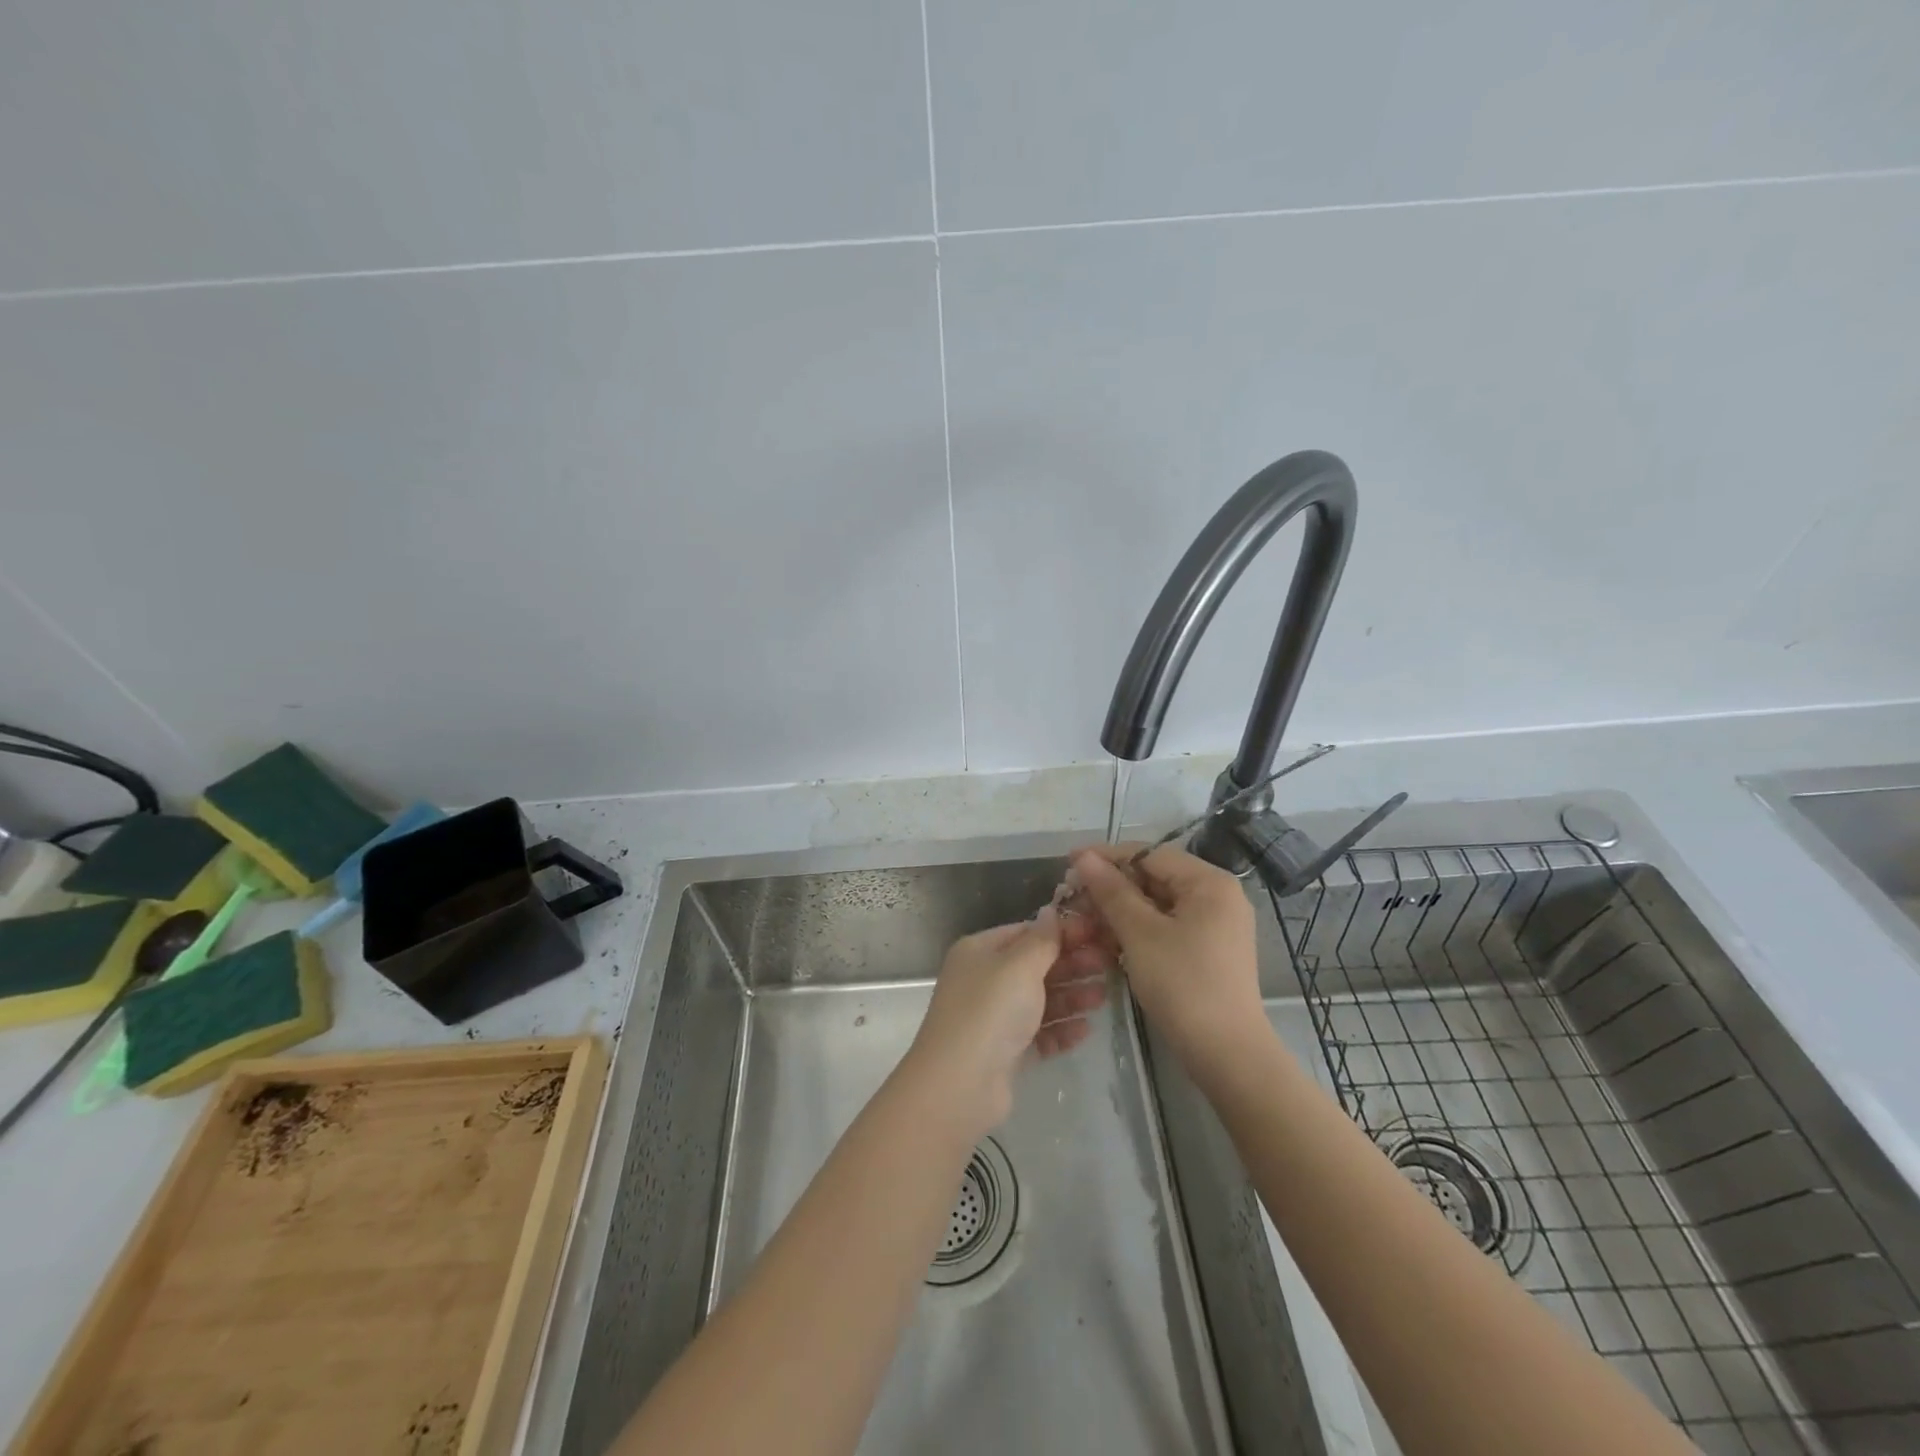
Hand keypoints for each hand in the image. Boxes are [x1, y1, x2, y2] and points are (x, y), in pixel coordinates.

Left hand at [900, 909, 1108, 1138]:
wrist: (960, 1084)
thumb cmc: (990, 1011)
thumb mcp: (1020, 965)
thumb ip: (1042, 939)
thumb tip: (1051, 911)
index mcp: (980, 951)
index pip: (1027, 932)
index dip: (1062, 931)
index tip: (1099, 932)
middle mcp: (985, 980)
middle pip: (1035, 966)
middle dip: (1071, 964)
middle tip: (1109, 964)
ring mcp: (994, 1017)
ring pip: (1039, 1000)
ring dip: (1071, 996)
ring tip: (1103, 997)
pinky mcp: (1004, 1052)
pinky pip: (1038, 1034)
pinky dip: (1060, 1030)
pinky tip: (1085, 1030)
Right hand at [1067, 844, 1264, 1067]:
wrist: (1227, 1055)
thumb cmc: (1183, 985)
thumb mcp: (1140, 934)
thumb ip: (1111, 891)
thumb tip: (1084, 856)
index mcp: (1209, 883)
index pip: (1150, 854)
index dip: (1107, 857)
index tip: (1069, 863)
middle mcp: (1217, 896)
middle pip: (1154, 878)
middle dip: (1112, 887)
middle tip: (1073, 898)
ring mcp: (1216, 925)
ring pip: (1158, 904)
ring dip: (1121, 911)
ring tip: (1084, 922)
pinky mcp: (1209, 950)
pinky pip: (1167, 926)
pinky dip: (1139, 931)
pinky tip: (1109, 942)